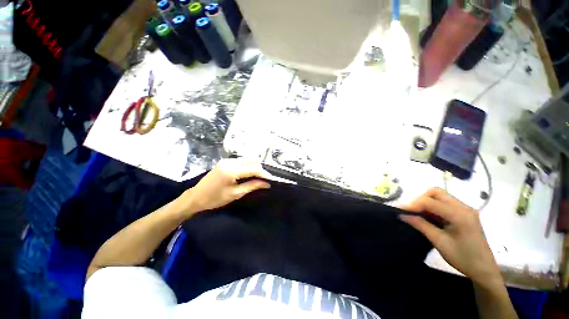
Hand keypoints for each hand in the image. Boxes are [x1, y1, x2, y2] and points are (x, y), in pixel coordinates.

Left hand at [180, 158, 270, 214]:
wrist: (196, 197)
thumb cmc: (215, 198)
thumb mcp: (235, 194)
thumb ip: (252, 186)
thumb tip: (266, 184)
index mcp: (231, 171)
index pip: (253, 169)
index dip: (264, 173)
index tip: (271, 179)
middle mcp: (230, 162)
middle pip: (251, 160)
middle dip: (260, 169)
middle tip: (264, 178)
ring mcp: (227, 160)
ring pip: (247, 159)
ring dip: (254, 166)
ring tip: (258, 176)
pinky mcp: (225, 161)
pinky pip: (241, 160)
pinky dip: (247, 165)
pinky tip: (249, 173)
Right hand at [400, 188, 500, 285]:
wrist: (484, 270)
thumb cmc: (463, 258)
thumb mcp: (439, 242)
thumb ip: (421, 225)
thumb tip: (402, 215)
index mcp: (460, 215)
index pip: (430, 202)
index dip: (413, 204)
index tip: (399, 211)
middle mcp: (463, 207)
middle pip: (436, 192)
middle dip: (420, 199)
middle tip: (411, 211)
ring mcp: (465, 209)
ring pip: (440, 196)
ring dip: (426, 202)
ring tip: (417, 214)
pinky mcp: (464, 213)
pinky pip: (444, 203)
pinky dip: (433, 207)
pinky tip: (428, 217)